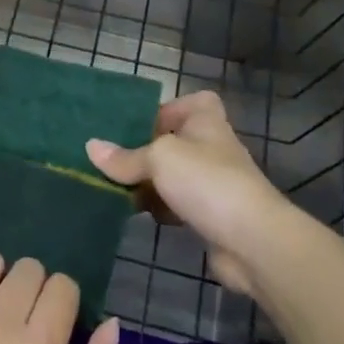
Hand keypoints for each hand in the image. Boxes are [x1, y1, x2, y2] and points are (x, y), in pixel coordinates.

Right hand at [85, 91, 320, 299]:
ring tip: (113, 186)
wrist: (251, 240)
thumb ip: (125, 156)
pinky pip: (176, 204)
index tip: (141, 122)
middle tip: (112, 158)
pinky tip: (137, 214)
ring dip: (147, 182)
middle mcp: (211, 149)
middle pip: (175, 141)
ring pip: (172, 175)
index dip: (170, 108)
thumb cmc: (206, 182)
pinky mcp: (209, 216)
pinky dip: (158, 208)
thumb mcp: (159, 158)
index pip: (195, 102)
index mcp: (206, 123)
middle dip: (145, 150)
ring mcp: (212, 184)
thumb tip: (92, 148)